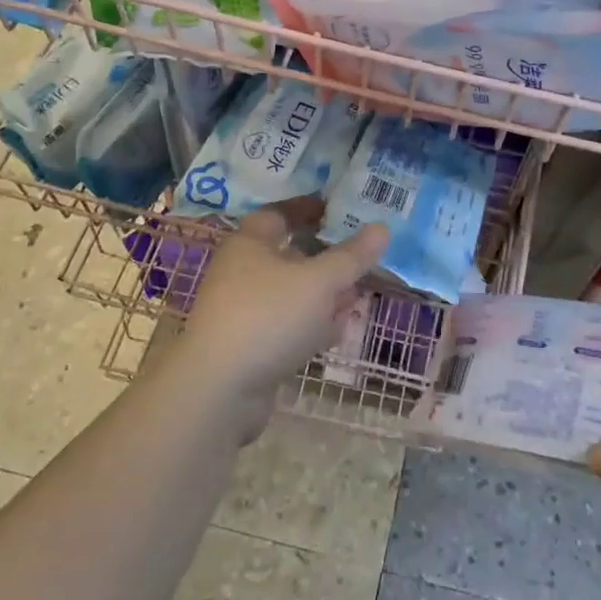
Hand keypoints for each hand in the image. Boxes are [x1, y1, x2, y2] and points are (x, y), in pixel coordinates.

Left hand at [172, 198, 387, 419]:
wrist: (219, 391)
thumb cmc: (268, 317)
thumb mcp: (318, 282)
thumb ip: (351, 256)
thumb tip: (381, 227)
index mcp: (250, 244)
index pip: (278, 213)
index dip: (307, 208)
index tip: (336, 207)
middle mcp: (242, 272)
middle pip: (288, 254)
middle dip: (325, 256)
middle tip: (359, 256)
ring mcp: (244, 312)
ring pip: (291, 293)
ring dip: (323, 293)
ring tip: (357, 295)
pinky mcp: (250, 346)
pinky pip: (287, 325)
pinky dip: (312, 324)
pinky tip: (337, 331)